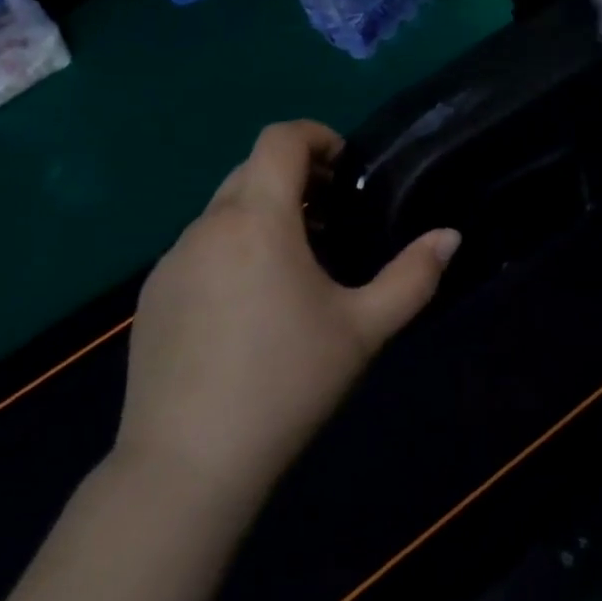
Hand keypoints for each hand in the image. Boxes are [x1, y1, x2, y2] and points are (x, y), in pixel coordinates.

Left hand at [117, 120, 460, 496]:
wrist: (187, 465)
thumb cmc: (286, 384)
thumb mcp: (364, 329)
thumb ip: (413, 276)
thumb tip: (449, 236)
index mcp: (257, 221)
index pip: (279, 139)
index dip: (316, 135)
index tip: (345, 166)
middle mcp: (207, 227)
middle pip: (251, 169)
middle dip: (295, 176)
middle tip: (332, 216)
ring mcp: (171, 262)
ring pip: (223, 211)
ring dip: (263, 213)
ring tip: (296, 264)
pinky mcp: (152, 296)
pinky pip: (199, 248)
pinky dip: (232, 247)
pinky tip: (249, 306)